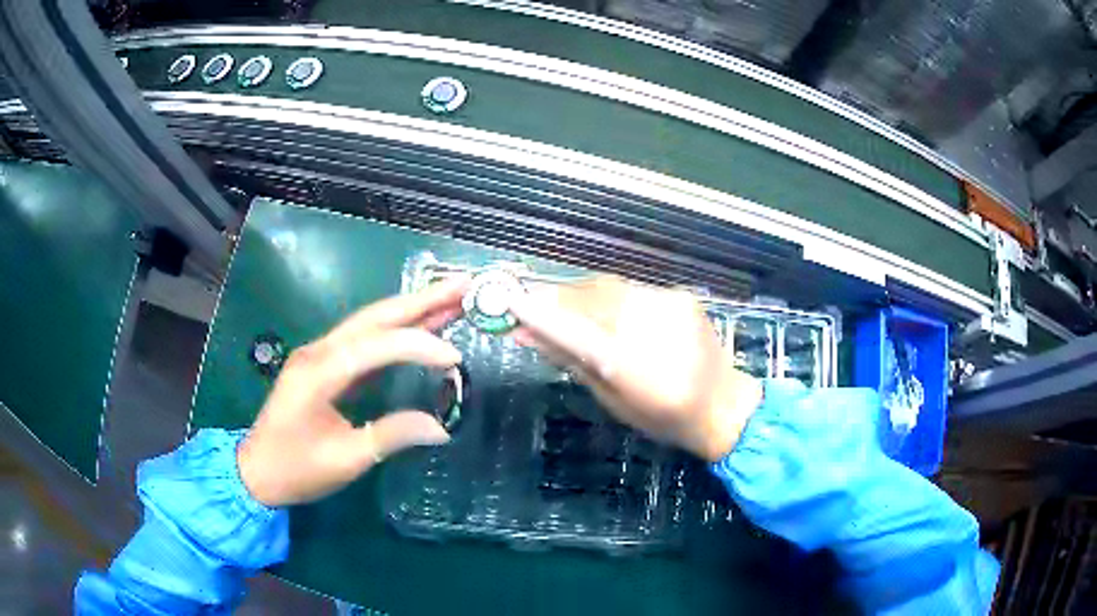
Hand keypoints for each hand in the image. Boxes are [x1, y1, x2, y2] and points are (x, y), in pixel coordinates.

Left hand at [237, 277, 468, 506]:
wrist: (257, 471)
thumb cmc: (296, 469)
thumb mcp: (345, 460)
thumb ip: (391, 436)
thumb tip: (442, 428)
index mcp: (320, 371)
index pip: (377, 345)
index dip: (418, 346)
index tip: (456, 358)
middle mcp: (320, 351)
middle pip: (376, 316)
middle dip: (421, 299)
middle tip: (464, 285)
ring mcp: (320, 354)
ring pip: (371, 321)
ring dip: (411, 309)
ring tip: (452, 298)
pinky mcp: (324, 364)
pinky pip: (364, 339)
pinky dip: (396, 330)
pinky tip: (420, 327)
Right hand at [510, 276, 761, 461]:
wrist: (724, 403)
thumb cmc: (665, 417)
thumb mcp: (613, 400)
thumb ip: (572, 361)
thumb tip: (528, 335)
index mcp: (634, 368)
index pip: (576, 332)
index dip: (540, 315)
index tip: (509, 301)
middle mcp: (653, 327)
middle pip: (591, 298)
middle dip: (558, 298)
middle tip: (534, 306)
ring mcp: (670, 305)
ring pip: (610, 288)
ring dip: (582, 296)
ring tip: (568, 310)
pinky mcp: (680, 295)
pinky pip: (631, 289)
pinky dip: (610, 298)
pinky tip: (608, 313)